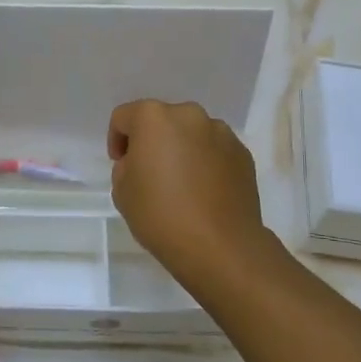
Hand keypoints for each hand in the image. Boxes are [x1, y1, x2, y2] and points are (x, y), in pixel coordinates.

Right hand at [108, 100, 269, 285]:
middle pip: (161, 120)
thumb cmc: (161, 215)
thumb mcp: (122, 191)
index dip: (117, 140)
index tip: (121, 165)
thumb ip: (126, 166)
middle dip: (152, 141)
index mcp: (153, 118)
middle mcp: (189, 115)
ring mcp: (221, 133)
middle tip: (150, 173)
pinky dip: (205, 162)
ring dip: (182, 149)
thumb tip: (143, 163)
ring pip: (191, 134)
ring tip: (181, 184)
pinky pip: (214, 150)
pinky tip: (204, 192)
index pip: (124, 117)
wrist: (220, 246)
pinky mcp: (243, 154)